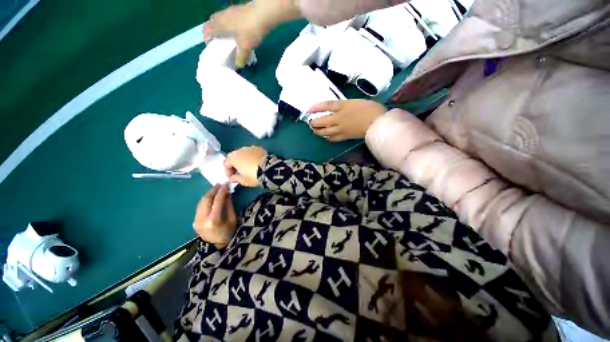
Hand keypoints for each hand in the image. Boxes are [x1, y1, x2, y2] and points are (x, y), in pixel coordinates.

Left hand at [193, 184, 237, 246]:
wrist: (217, 247)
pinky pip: (199, 207)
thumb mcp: (232, 218)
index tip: (226, 184)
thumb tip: (227, 192)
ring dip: (208, 194)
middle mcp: (202, 219)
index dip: (222, 191)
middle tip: (220, 184)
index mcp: (214, 220)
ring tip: (216, 188)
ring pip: (201, 202)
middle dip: (213, 190)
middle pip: (206, 200)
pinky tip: (211, 196)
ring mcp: (196, 221)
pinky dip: (205, 200)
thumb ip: (229, 205)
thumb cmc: (229, 233)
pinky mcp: (194, 221)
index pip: (217, 201)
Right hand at [203, 1, 300, 67]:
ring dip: (221, 25)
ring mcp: (230, 10)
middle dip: (212, 30)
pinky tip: (237, 29)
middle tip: (218, 39)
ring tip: (228, 35)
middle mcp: (222, 15)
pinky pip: (229, 16)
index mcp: (220, 24)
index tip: (209, 44)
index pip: (207, 29)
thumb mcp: (245, 47)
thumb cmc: (250, 31)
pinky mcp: (238, 9)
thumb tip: (239, 65)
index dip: (206, 37)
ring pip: (220, 17)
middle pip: (212, 21)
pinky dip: (229, 23)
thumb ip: (241, 57)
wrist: (262, 14)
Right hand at [224, 146, 266, 186]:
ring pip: (243, 153)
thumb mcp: (243, 181)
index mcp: (234, 158)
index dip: (228, 172)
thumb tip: (232, 178)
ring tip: (248, 167)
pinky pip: (252, 152)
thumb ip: (235, 178)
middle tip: (239, 172)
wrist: (270, 170)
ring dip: (243, 159)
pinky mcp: (259, 148)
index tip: (232, 178)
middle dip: (234, 164)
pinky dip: (251, 157)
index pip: (226, 164)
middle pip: (234, 156)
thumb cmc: (254, 176)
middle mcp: (240, 150)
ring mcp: (250, 148)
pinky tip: (255, 163)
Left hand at [308, 100, 386, 141]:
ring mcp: (341, 129)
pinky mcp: (344, 137)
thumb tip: (334, 108)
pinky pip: (332, 139)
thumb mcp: (355, 101)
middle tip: (311, 122)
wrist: (377, 123)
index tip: (309, 109)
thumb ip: (343, 105)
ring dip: (318, 131)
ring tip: (315, 130)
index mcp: (342, 107)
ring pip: (325, 132)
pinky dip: (327, 138)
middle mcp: (339, 119)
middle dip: (314, 122)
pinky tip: (326, 137)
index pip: (326, 106)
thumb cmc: (369, 109)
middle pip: (322, 122)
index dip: (316, 107)